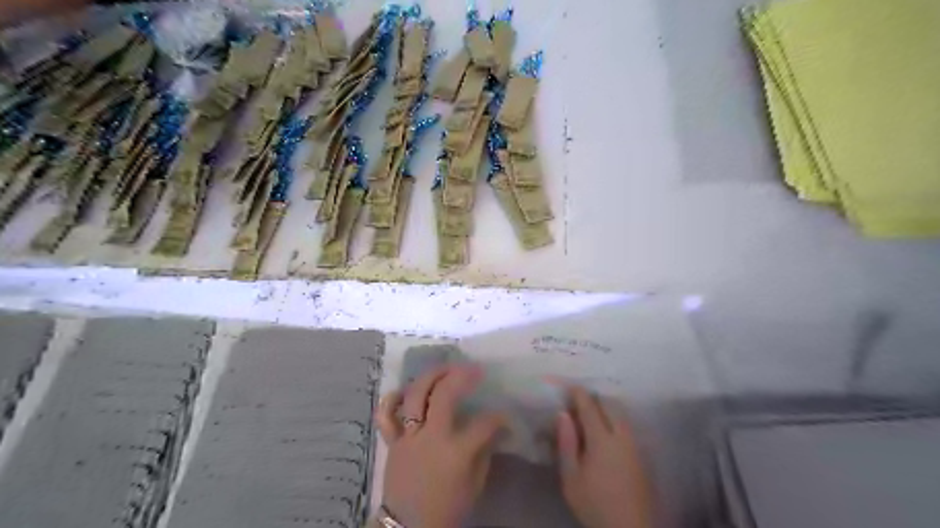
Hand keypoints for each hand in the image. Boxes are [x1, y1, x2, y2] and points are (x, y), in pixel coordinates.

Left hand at [376, 364, 505, 524]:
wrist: (408, 527)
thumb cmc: (446, 508)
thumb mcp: (474, 485)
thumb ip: (484, 453)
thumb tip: (494, 429)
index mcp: (456, 452)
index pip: (483, 423)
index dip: (497, 416)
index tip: (503, 416)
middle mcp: (431, 437)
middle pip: (443, 395)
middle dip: (461, 376)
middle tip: (473, 368)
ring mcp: (408, 436)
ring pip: (415, 396)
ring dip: (431, 376)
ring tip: (445, 368)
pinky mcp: (392, 441)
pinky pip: (385, 415)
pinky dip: (392, 399)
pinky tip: (404, 389)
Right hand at [557, 383, 655, 527]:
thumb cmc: (594, 503)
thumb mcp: (571, 477)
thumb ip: (567, 442)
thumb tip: (563, 414)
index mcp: (602, 439)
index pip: (589, 407)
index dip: (579, 394)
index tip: (569, 385)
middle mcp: (621, 436)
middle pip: (610, 405)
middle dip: (594, 397)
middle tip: (579, 398)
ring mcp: (634, 445)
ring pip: (621, 415)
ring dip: (606, 407)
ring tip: (592, 411)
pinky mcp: (640, 456)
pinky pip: (626, 426)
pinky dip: (614, 419)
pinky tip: (607, 429)